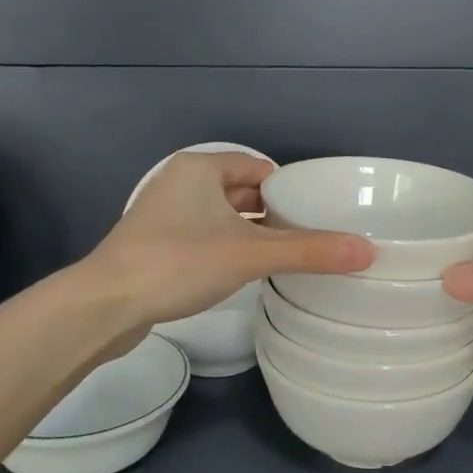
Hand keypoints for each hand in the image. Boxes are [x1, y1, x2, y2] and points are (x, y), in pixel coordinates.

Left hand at [82, 152, 373, 335]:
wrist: (104, 305)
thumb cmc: (178, 262)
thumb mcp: (249, 254)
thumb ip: (309, 252)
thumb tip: (368, 252)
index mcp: (200, 169)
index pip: (258, 167)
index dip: (289, 187)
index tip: (317, 212)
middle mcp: (180, 184)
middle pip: (241, 191)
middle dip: (273, 211)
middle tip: (310, 235)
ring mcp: (164, 216)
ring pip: (221, 217)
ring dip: (251, 232)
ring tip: (287, 254)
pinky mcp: (155, 247)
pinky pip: (204, 238)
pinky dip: (227, 248)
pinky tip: (245, 271)